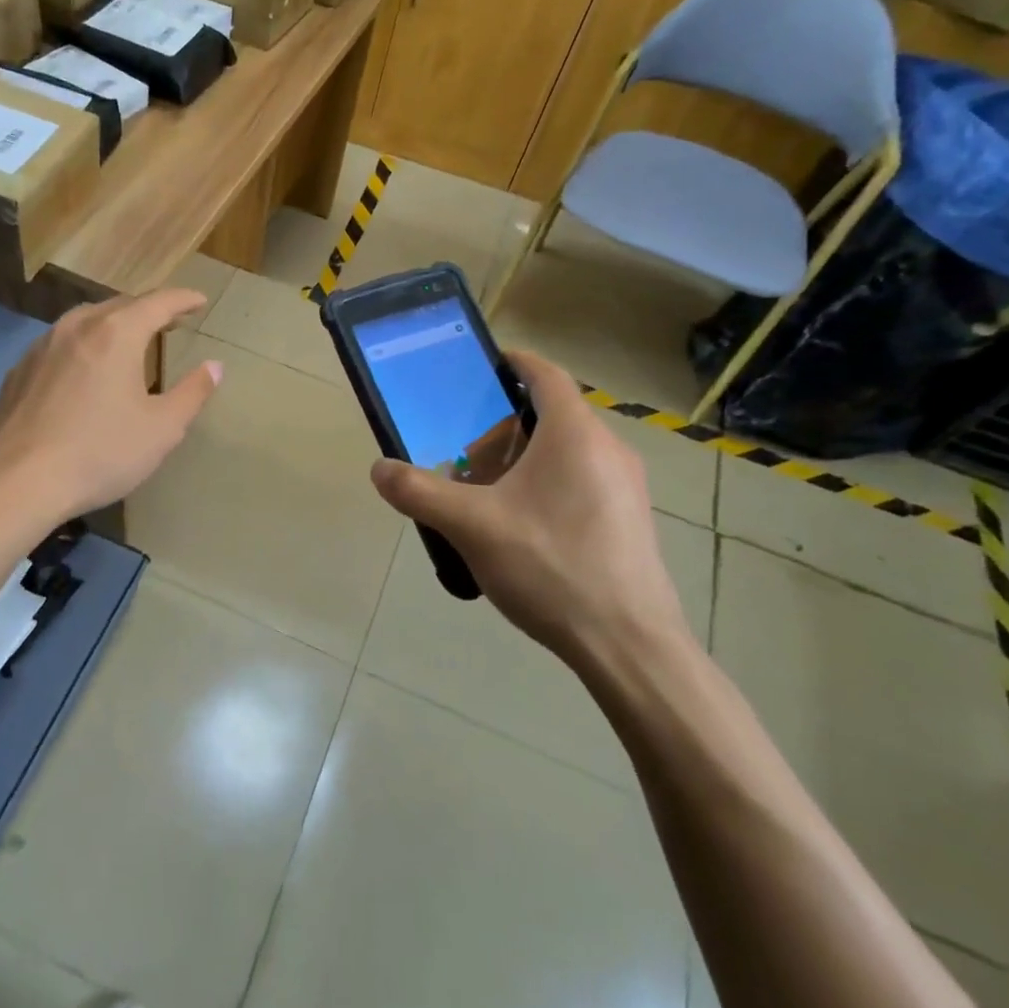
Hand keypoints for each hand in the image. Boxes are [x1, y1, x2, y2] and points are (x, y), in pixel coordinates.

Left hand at [0, 288, 221, 524]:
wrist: (18, 482)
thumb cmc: (100, 452)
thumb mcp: (161, 429)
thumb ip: (192, 393)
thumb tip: (214, 367)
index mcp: (116, 333)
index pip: (158, 302)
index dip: (183, 299)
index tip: (200, 300)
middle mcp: (77, 327)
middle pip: (120, 305)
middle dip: (149, 310)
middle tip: (170, 322)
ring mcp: (41, 346)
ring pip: (85, 321)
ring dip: (112, 325)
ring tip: (128, 341)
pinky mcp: (18, 371)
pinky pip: (59, 345)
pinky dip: (82, 346)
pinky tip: (83, 371)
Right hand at [368, 349, 692, 668]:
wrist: (629, 644)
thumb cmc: (550, 566)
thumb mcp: (471, 526)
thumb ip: (419, 492)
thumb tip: (379, 469)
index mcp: (575, 434)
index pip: (545, 374)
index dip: (512, 363)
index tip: (479, 367)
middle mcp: (608, 449)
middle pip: (550, 416)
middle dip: (501, 428)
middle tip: (463, 455)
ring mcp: (625, 487)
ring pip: (565, 452)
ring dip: (521, 460)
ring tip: (483, 495)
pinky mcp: (629, 519)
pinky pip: (581, 481)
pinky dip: (544, 485)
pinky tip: (518, 529)